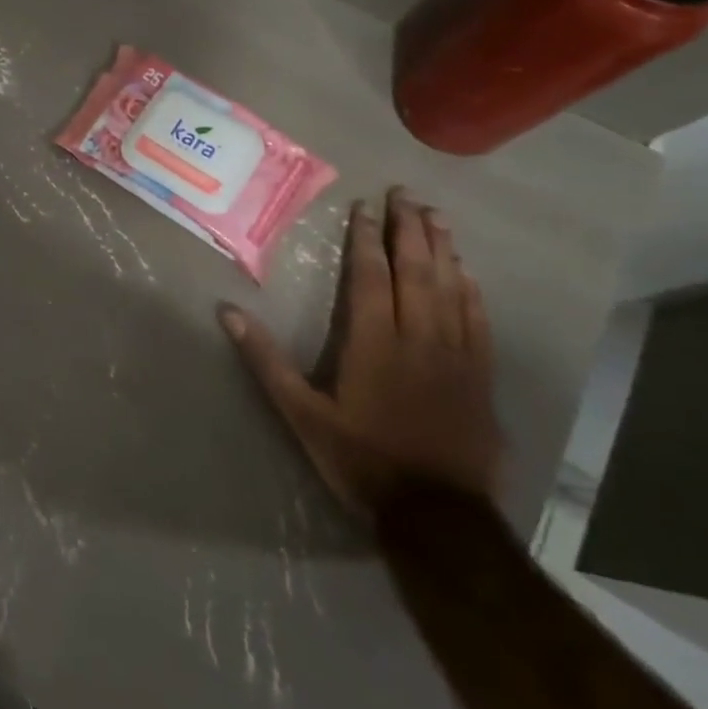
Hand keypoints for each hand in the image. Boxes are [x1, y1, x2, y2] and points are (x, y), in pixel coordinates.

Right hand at [219, 187, 503, 516]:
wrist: (437, 515)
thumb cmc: (361, 460)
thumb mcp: (301, 414)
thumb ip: (266, 361)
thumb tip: (228, 312)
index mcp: (374, 343)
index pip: (370, 276)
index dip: (366, 238)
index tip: (364, 206)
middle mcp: (418, 338)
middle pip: (417, 271)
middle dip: (409, 229)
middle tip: (405, 194)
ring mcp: (456, 355)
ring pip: (452, 288)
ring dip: (443, 248)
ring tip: (436, 215)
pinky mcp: (479, 375)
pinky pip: (478, 320)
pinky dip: (472, 289)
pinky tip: (467, 271)